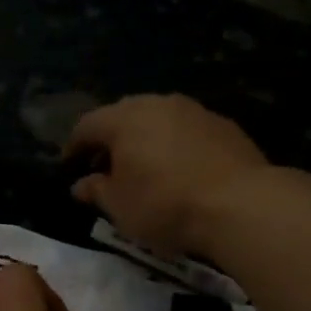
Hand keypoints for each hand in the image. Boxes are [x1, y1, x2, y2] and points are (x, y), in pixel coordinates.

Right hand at [66, 94, 271, 256]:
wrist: (241, 204)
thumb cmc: (165, 205)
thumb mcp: (119, 207)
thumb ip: (96, 190)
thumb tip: (80, 184)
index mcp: (124, 119)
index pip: (86, 126)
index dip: (73, 147)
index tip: (69, 168)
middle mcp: (157, 103)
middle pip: (122, 116)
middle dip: (110, 141)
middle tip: (105, 168)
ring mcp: (194, 111)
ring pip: (157, 120)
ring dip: (144, 141)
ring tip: (142, 170)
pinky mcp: (223, 125)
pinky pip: (185, 131)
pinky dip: (173, 146)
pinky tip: (178, 171)